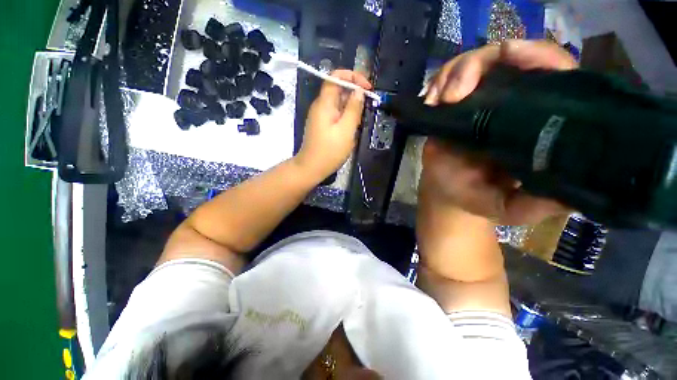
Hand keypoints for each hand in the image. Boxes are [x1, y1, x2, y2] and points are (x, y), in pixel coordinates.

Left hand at [295, 70, 371, 179]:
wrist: (311, 168)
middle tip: (367, 107)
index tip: (367, 88)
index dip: (353, 77)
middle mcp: (320, 106)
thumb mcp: (346, 130)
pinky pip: (336, 114)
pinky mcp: (322, 125)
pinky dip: (346, 117)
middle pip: (338, 90)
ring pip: (338, 103)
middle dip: (354, 94)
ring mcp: (320, 116)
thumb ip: (353, 109)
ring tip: (359, 121)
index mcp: (324, 103)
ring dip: (351, 108)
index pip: (336, 77)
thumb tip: (359, 91)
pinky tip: (351, 128)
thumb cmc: (329, 151)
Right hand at [421, 40, 577, 224]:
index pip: (554, 74)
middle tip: (456, 94)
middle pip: (508, 58)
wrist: (448, 192)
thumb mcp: (514, 208)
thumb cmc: (480, 197)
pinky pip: (449, 80)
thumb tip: (567, 196)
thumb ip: (537, 206)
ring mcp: (480, 102)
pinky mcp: (454, 107)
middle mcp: (513, 103)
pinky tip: (432, 100)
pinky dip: (438, 83)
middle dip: (479, 65)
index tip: (513, 58)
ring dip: (454, 74)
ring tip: (441, 99)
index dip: (539, 57)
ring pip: (475, 63)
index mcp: (538, 122)